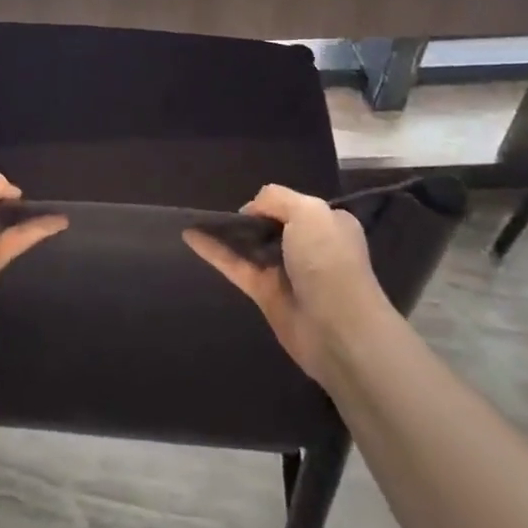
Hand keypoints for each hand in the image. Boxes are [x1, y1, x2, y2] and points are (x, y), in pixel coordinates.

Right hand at [183, 184, 390, 384]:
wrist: (338, 329)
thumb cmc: (328, 261)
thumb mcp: (308, 212)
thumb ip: (276, 198)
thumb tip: (251, 209)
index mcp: (329, 224)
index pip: (296, 206)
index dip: (273, 202)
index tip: (255, 204)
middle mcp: (309, 247)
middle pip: (271, 225)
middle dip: (249, 217)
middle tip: (222, 212)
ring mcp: (286, 272)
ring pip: (250, 246)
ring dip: (227, 232)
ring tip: (198, 217)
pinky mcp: (266, 294)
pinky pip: (235, 266)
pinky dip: (213, 251)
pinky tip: (189, 235)